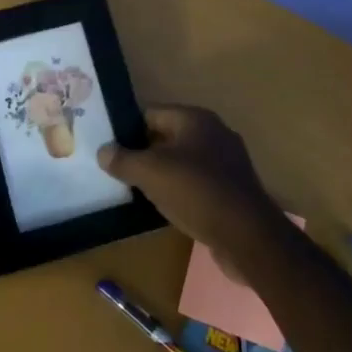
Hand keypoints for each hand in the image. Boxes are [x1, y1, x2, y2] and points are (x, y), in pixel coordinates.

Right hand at [98, 106, 282, 264]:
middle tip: (119, 171)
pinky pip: (198, 184)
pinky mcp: (234, 190)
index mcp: (195, 119)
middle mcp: (214, 133)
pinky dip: (182, 193)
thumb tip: (103, 151)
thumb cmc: (196, 192)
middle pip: (167, 138)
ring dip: (163, 175)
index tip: (110, 149)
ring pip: (183, 163)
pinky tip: (167, 208)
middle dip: (144, 154)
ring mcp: (228, 162)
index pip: (151, 114)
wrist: (248, 237)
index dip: (128, 130)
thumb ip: (123, 159)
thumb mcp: (150, 173)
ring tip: (138, 192)